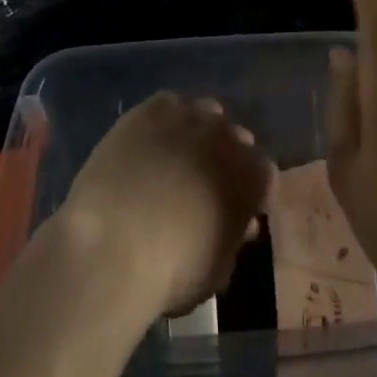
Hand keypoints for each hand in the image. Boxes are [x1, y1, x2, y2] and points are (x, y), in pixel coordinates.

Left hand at [59, 92, 273, 318]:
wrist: (112, 246)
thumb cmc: (171, 271)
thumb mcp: (216, 270)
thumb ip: (234, 240)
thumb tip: (241, 224)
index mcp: (251, 176)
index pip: (264, 174)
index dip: (251, 191)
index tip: (238, 210)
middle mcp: (226, 136)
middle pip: (234, 137)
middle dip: (225, 157)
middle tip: (203, 184)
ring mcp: (188, 117)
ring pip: (203, 114)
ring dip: (197, 132)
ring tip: (175, 157)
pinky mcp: (149, 111)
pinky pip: (166, 105)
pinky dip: (163, 120)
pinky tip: (149, 142)